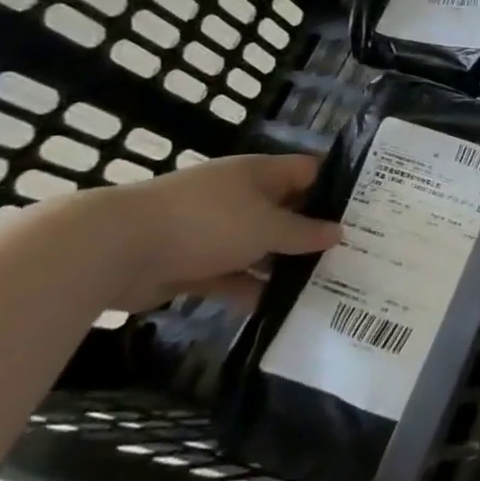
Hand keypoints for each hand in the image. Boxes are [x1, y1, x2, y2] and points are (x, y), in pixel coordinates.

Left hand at [88, 154, 341, 312]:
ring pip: (259, 246)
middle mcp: (238, 196)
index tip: (365, 212)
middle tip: (350, 254)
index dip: (336, 188)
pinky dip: (249, 289)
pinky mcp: (189, 263)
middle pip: (285, 211)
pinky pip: (230, 275)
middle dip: (312, 232)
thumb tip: (338, 234)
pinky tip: (276, 308)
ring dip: (282, 265)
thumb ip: (305, 233)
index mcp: (259, 174)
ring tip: (321, 285)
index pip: (308, 172)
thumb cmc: (207, 222)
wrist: (114, 249)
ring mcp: (212, 230)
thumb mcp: (268, 226)